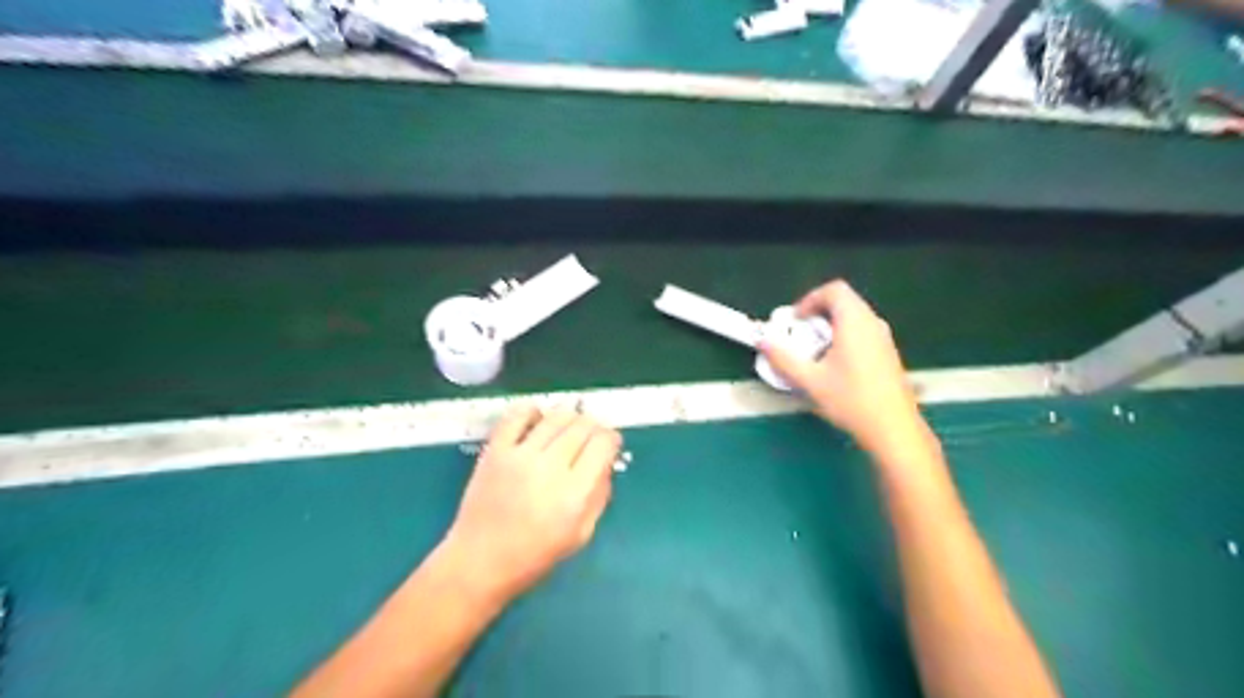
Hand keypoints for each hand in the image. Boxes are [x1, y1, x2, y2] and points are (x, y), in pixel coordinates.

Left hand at [444, 406, 622, 602]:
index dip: (612, 439)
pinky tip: (537, 419)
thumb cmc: (534, 556)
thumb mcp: (581, 535)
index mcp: (574, 493)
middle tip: (591, 437)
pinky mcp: (496, 450)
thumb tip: (606, 463)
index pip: (603, 444)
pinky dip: (532, 411)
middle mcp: (550, 467)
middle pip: (582, 426)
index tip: (609, 445)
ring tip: (568, 428)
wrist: (478, 561)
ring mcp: (520, 455)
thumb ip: (599, 495)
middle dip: (594, 427)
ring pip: (556, 416)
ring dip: (569, 417)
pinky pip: (517, 415)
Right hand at [764, 278, 926, 458]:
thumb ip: (783, 359)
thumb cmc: (852, 400)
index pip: (834, 291)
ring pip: (855, 317)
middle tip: (800, 333)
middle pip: (845, 301)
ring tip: (814, 349)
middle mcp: (873, 324)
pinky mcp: (888, 354)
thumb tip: (763, 343)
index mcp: (855, 322)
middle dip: (818, 312)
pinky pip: (863, 331)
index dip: (810, 299)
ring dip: (831, 325)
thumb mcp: (811, 381)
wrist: (893, 429)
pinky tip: (834, 364)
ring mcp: (884, 338)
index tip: (795, 320)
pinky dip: (844, 336)